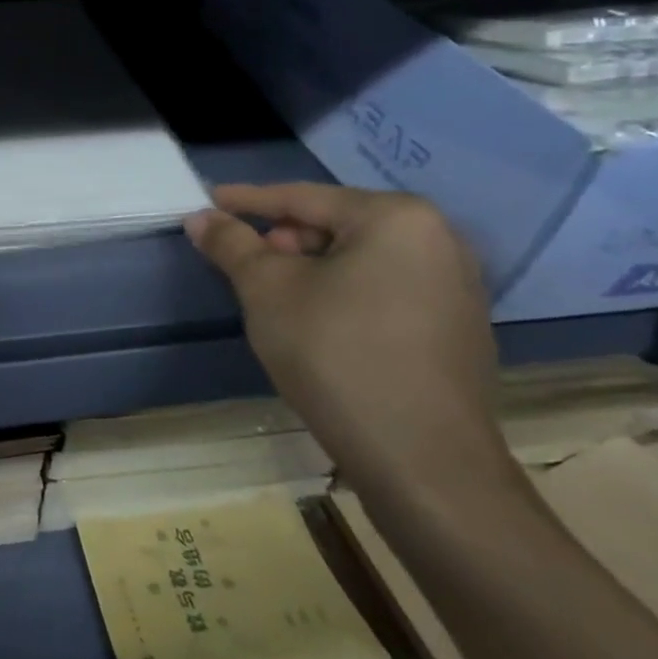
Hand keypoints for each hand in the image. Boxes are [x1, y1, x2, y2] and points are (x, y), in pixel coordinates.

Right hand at [186, 183, 515, 504]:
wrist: (423, 461)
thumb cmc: (336, 355)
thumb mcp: (267, 292)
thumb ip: (231, 244)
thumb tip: (200, 217)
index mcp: (396, 218)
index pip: (303, 196)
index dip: (247, 200)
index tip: (207, 201)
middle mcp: (438, 238)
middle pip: (336, 224)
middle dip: (282, 238)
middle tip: (241, 260)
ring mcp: (456, 284)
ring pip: (360, 258)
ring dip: (310, 267)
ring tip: (274, 294)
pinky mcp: (457, 325)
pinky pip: (385, 287)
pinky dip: (343, 291)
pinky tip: (318, 322)